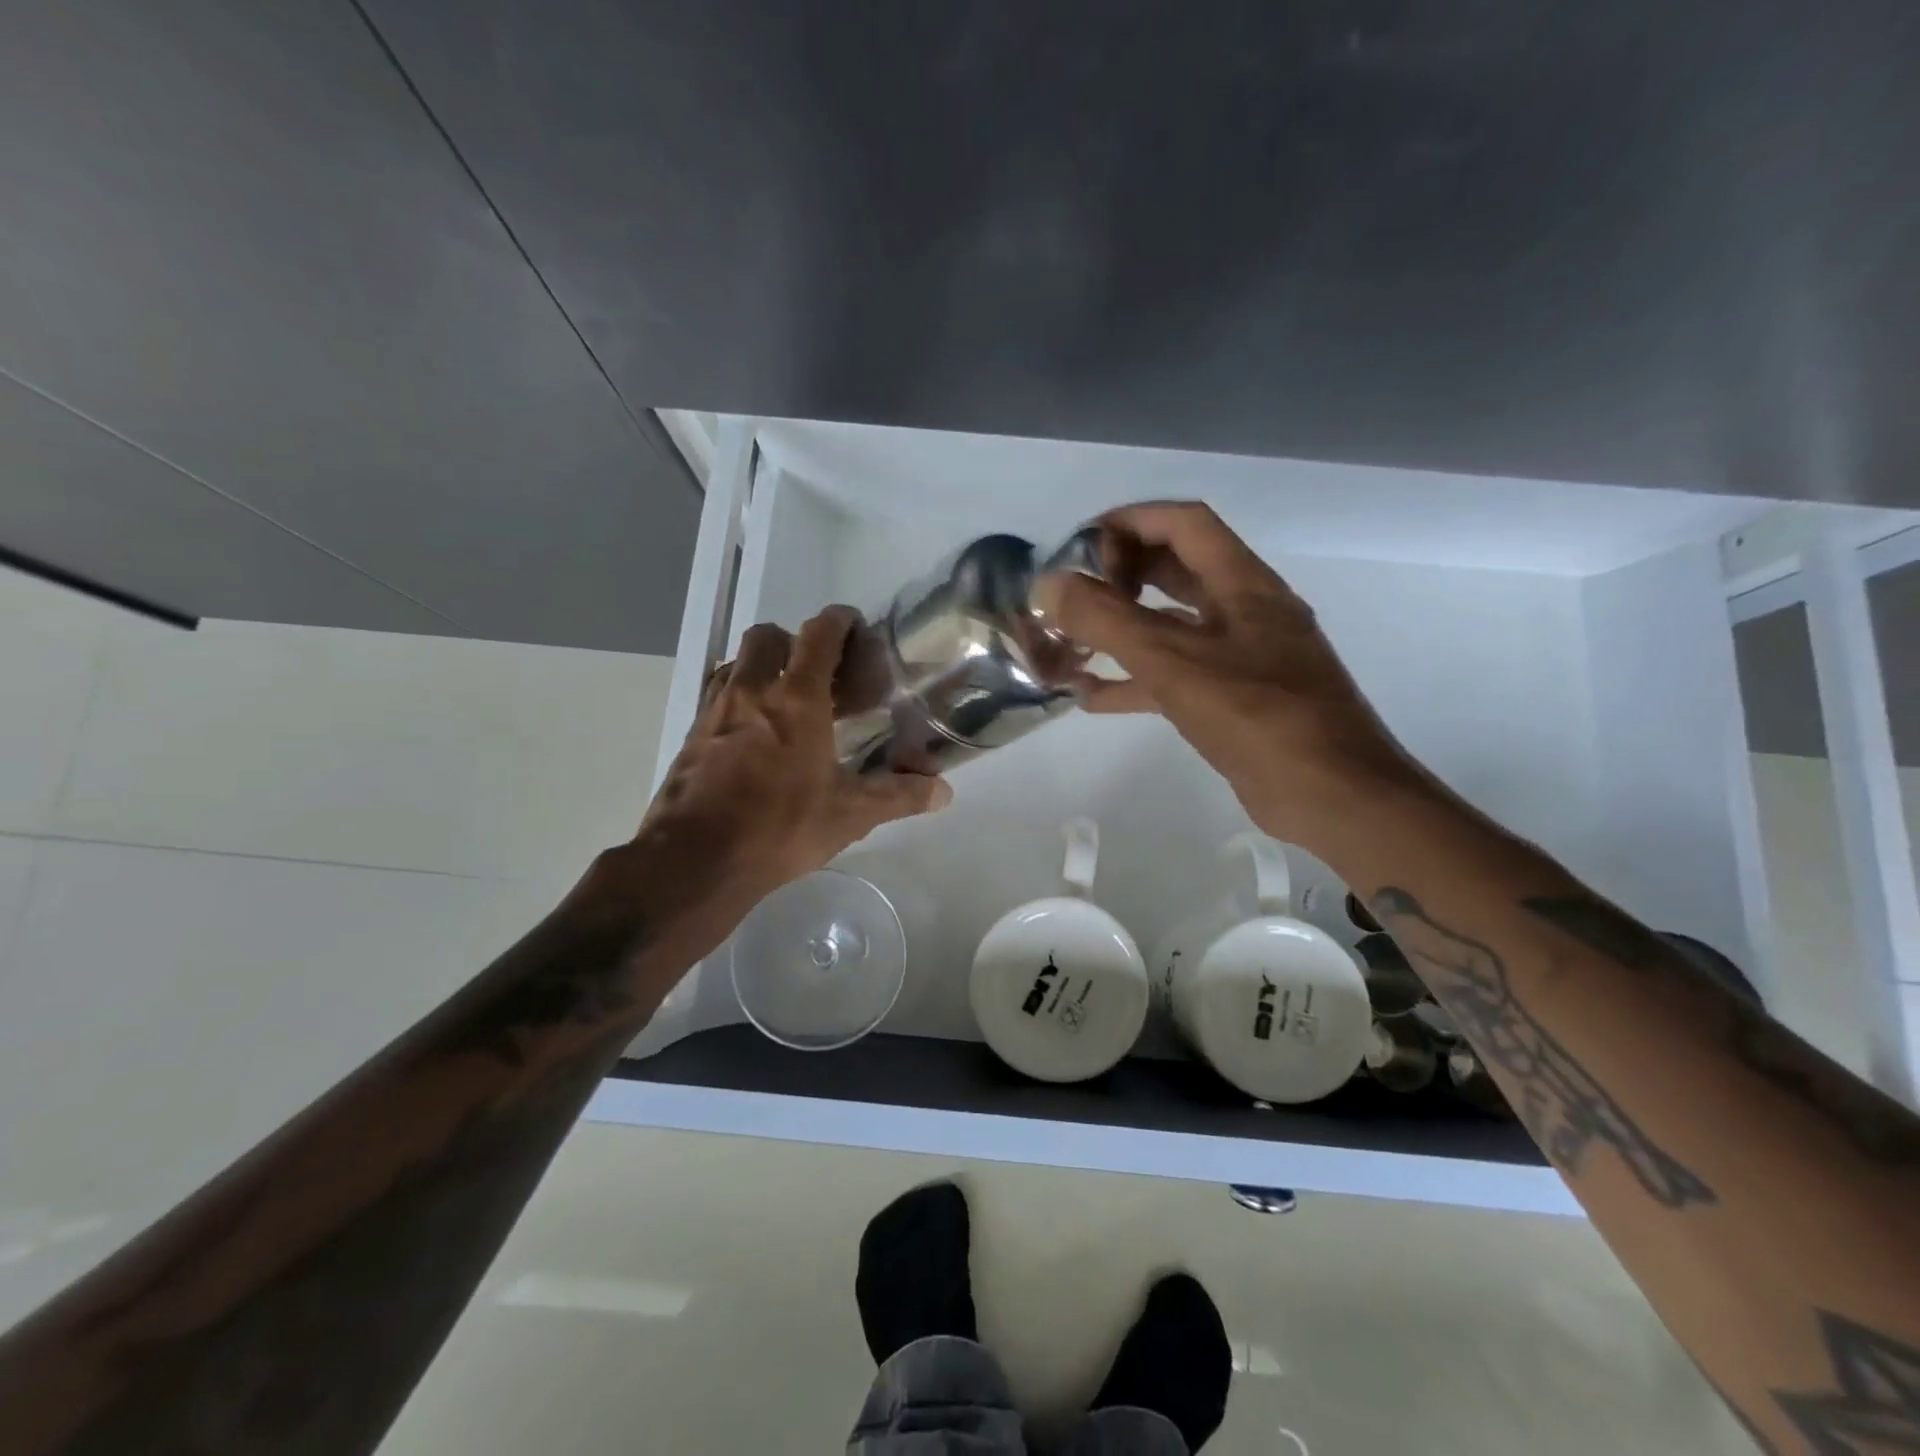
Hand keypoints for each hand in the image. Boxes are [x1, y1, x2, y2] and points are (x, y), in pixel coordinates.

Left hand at [639, 606, 950, 900]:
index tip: (853, 626)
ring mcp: (714, 712)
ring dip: (761, 667)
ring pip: (737, 664)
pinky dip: (738, 699)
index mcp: (796, 699)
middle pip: (767, 637)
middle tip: (817, 673)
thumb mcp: (849, 815)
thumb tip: (943, 792)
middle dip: (793, 642)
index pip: (818, 635)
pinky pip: (716, 698)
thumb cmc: (780, 827)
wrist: (694, 860)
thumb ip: (899, 796)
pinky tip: (753, 735)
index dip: (838, 621)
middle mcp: (751, 692)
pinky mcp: (690, 737)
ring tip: (785, 701)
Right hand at [1033, 501, 1422, 846]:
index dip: (1129, 523)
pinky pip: (1177, 675)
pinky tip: (1092, 698)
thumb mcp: (1173, 661)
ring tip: (1070, 643)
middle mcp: (1245, 610)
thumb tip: (1047, 585)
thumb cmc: (1256, 715)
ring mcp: (1242, 656)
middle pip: (1176, 570)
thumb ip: (1106, 620)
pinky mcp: (1235, 699)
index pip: (1183, 524)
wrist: (1330, 795)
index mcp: (1243, 583)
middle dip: (1120, 576)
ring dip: (1123, 631)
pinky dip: (1135, 680)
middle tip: (1071, 595)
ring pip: (1173, 626)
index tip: (1078, 547)